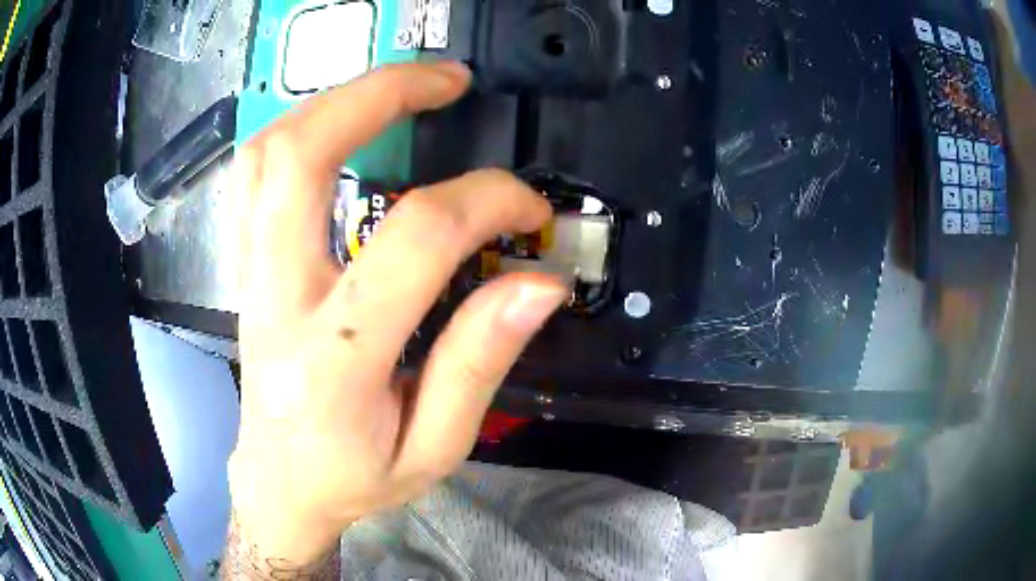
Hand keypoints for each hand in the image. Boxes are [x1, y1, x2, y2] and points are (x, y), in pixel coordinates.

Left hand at [226, 61, 567, 570]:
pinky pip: (253, 175)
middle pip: (301, 157)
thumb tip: (539, 283)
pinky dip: (299, 130)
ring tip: (398, 89)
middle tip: (446, 79)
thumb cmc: (354, 478)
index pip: (415, 239)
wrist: (280, 485)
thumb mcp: (435, 447)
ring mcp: (249, 276)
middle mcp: (277, 300)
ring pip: (267, 153)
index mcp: (335, 359)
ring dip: (334, 101)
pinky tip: (341, 125)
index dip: (487, 202)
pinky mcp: (244, 267)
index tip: (529, 210)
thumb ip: (481, 361)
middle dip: (380, 94)